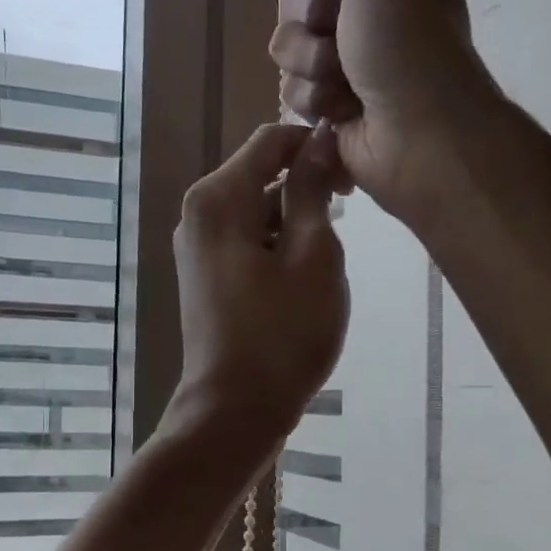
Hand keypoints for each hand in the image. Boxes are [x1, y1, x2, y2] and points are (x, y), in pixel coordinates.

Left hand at [165, 121, 348, 462]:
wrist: (236, 411)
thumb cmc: (282, 334)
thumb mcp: (313, 255)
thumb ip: (312, 190)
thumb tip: (318, 141)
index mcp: (216, 199)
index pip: (271, 140)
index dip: (316, 146)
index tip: (352, 178)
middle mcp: (197, 215)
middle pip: (261, 176)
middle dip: (306, 189)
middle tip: (347, 224)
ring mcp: (198, 250)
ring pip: (257, 213)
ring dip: (296, 225)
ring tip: (322, 267)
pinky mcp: (207, 278)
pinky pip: (247, 243)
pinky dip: (278, 250)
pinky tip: (301, 284)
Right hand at [270, 0, 505, 222]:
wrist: (416, 131)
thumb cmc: (406, 43)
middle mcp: (360, 20)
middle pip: (295, 1)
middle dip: (308, 15)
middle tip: (334, 26)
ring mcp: (343, 67)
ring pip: (287, 50)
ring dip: (310, 61)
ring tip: (342, 79)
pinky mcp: (328, 110)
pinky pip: (293, 93)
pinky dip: (314, 100)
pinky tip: (340, 111)